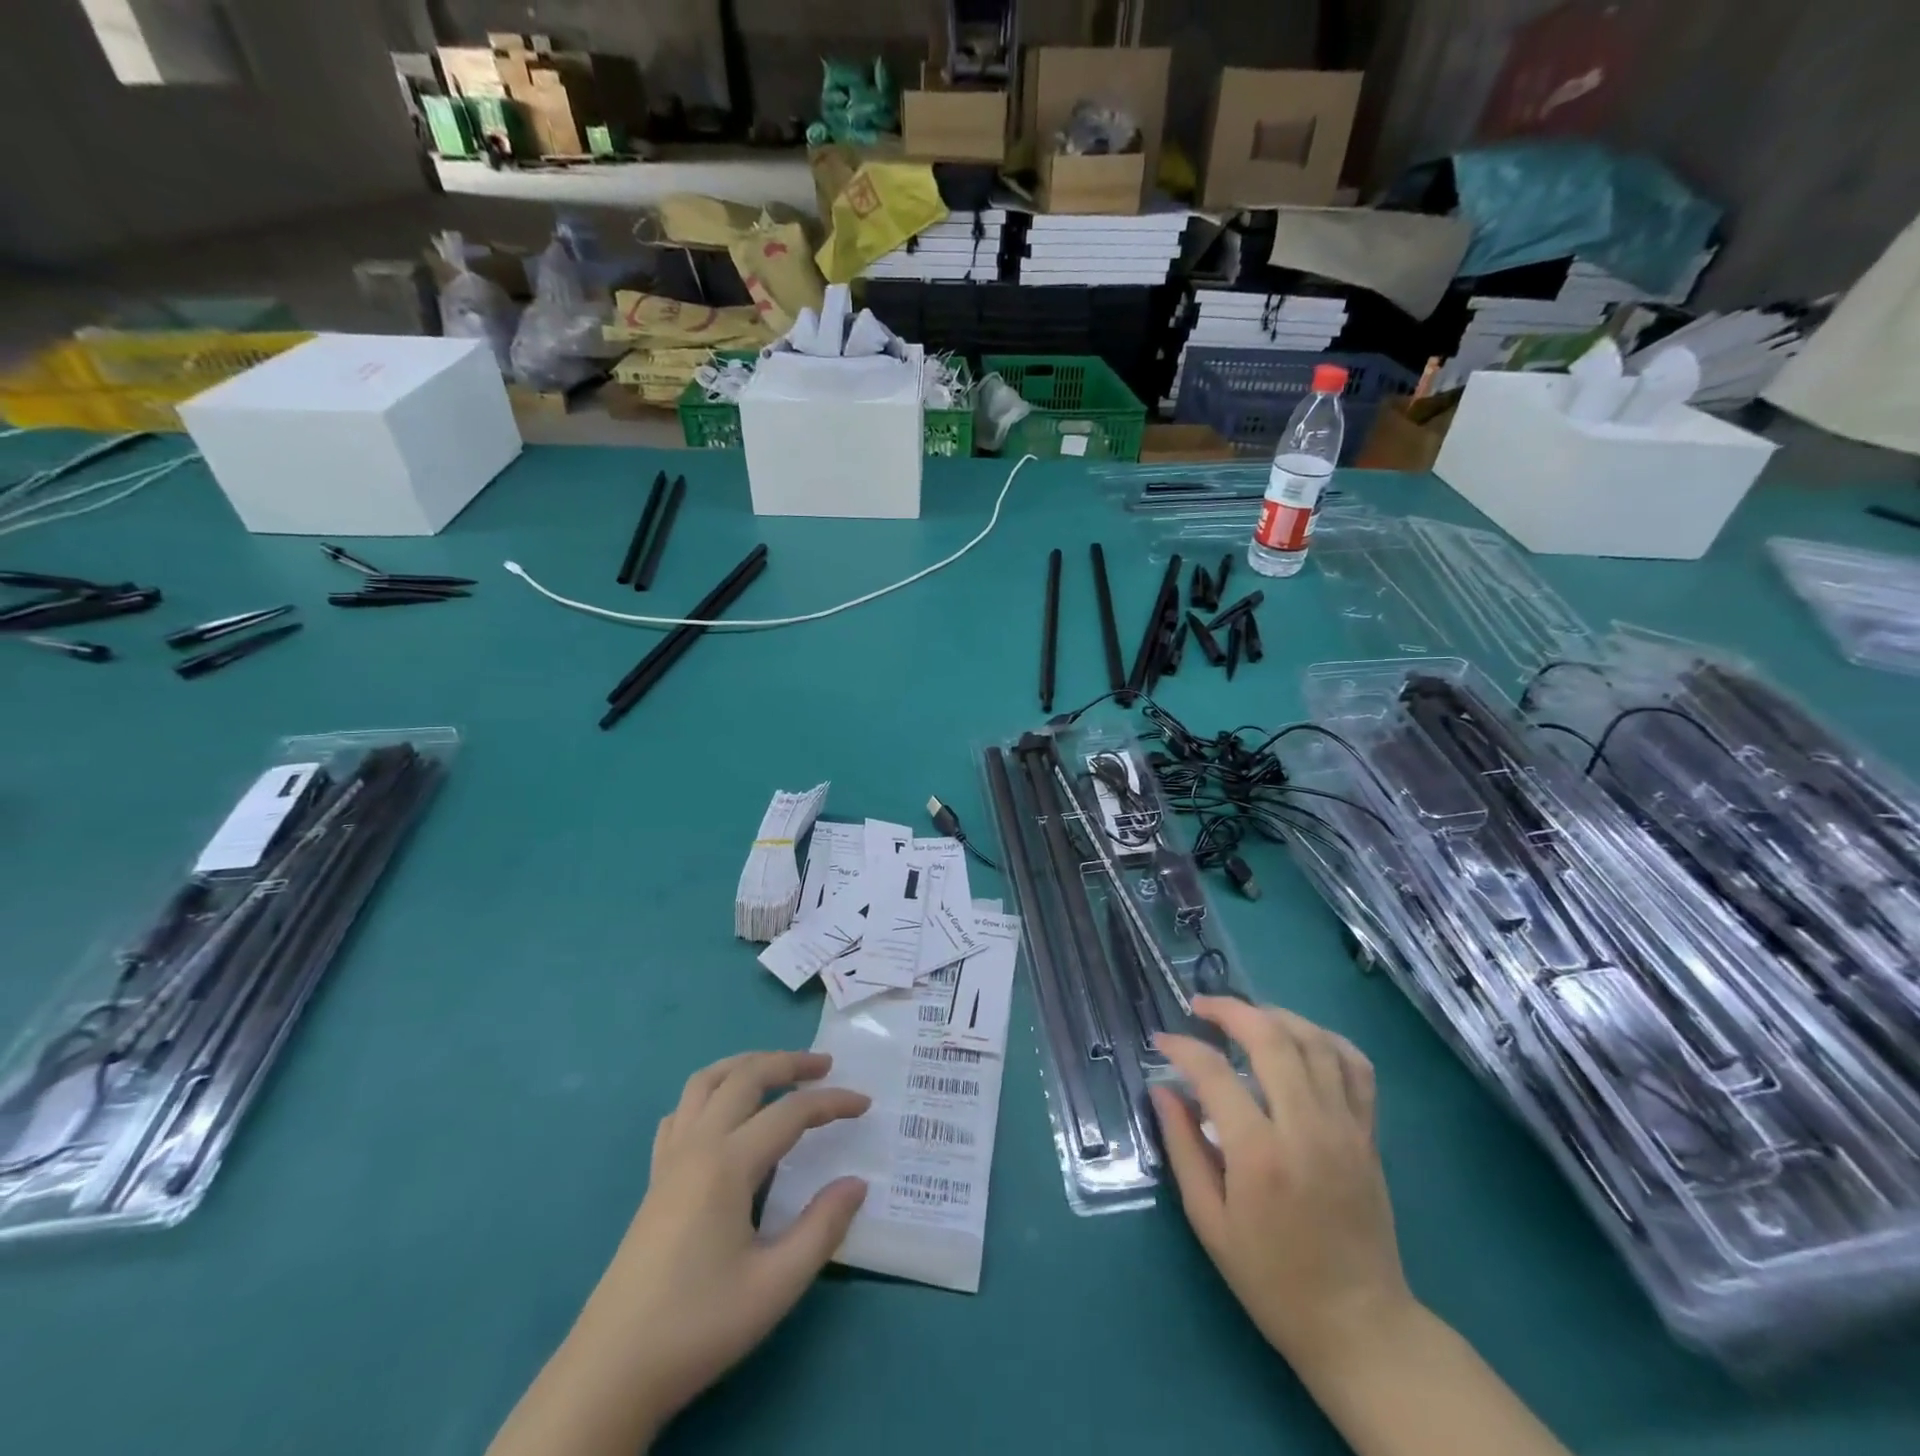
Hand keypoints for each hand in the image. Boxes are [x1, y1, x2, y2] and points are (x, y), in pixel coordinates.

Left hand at [490, 1051, 869, 1454]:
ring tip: (776, 1072)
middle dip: (789, 1062)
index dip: (831, 1102)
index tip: (864, 1104)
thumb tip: (857, 1183)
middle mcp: (697, 1145)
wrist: (612, 1371)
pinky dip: (709, 1094)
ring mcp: (669, 1159)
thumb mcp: (775, 1285)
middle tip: (825, 1066)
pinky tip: (723, 1114)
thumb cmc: (698, 1324)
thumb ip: (822, 1228)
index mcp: (727, 1163)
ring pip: (705, 1082)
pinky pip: (681, 1112)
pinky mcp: (654, 1179)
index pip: (790, 1112)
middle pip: (745, 1076)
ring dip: (745, 1065)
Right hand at [1151, 999, 1413, 1376]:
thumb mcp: (1209, 1221)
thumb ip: (1183, 1147)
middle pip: (1270, 1038)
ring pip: (1314, 1040)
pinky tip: (1299, 1038)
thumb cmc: (1272, 1280)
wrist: (1360, 1326)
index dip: (1183, 1047)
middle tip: (1199, 1006)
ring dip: (1274, 1015)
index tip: (1162, 1041)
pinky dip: (1326, 1038)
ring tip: (1243, 1016)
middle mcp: (1306, 1128)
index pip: (1215, 1073)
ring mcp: (1345, 1127)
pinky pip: (1356, 1066)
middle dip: (1229, 1010)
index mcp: (1260, 1155)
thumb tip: (1162, 1090)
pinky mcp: (1369, 1134)